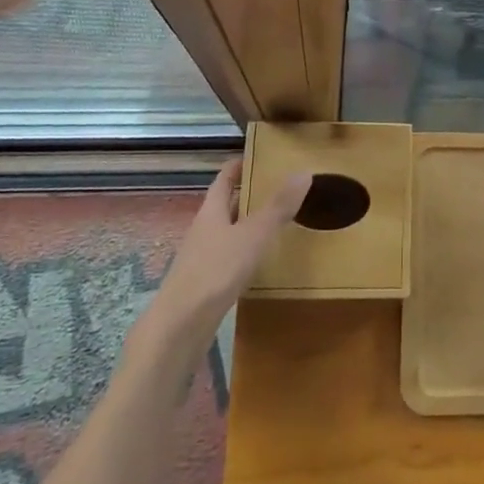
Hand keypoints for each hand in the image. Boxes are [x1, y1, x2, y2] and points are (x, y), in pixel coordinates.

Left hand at [133, 159, 307, 372]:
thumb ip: (278, 206)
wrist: (179, 328)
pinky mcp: (204, 285)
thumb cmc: (215, 271)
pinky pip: (227, 259)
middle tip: (278, 187)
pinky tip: (260, 263)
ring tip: (276, 222)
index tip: (259, 156)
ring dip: (246, 225)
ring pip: (227, 233)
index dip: (239, 165)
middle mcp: (203, 231)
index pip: (224, 179)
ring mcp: (201, 259)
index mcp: (211, 212)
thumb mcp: (253, 235)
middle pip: (224, 205)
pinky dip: (244, 253)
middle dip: (247, 194)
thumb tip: (304, 172)